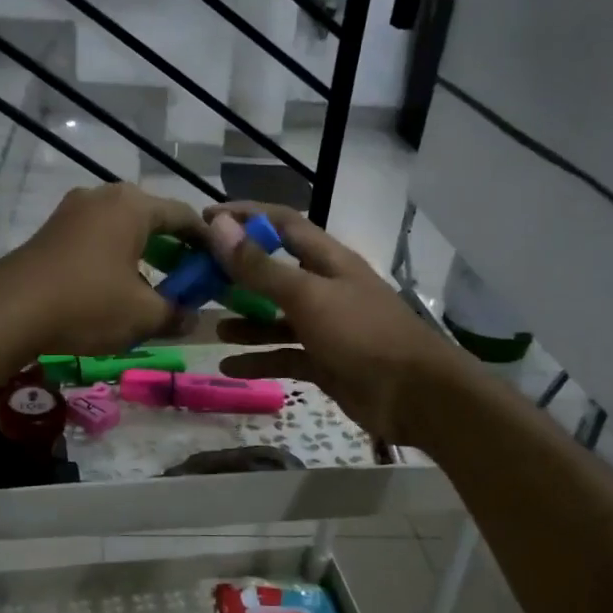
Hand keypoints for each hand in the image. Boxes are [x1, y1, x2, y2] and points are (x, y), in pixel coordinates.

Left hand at [0, 183, 204, 358]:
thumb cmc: (86, 304)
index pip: (185, 216)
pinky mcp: (52, 231)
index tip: (220, 268)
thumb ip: (176, 314)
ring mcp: (73, 211)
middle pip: (153, 220)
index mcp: (133, 206)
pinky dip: (117, 259)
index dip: (208, 243)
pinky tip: (118, 289)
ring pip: (123, 230)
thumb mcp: (143, 315)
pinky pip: (97, 239)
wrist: (8, 311)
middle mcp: (103, 196)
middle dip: (175, 251)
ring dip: (145, 257)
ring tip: (156, 290)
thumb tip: (194, 319)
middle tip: (190, 282)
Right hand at [204, 202, 467, 444]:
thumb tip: (219, 227)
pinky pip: (284, 356)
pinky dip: (259, 359)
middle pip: (275, 272)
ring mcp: (326, 327)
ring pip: (277, 318)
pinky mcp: (325, 362)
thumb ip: (262, 267)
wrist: (414, 396)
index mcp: (328, 261)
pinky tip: (228, 366)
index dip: (246, 216)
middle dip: (238, 273)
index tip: (205, 220)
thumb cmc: (362, 334)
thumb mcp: (308, 296)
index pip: (282, 224)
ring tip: (212, 327)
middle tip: (197, 278)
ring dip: (246, 321)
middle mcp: (325, 288)